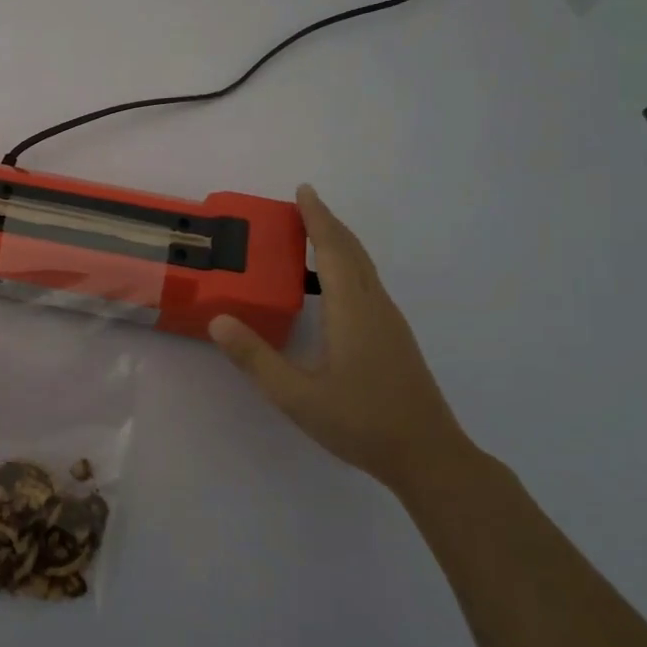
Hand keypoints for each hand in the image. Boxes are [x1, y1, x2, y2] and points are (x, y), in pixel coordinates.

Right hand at [209, 184, 472, 490]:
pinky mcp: (394, 338)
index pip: (332, 251)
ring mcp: (390, 323)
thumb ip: (255, 358)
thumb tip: (218, 319)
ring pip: (364, 269)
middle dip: (328, 224)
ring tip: (311, 238)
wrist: (429, 456)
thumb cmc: (361, 422)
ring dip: (339, 245)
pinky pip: (367, 286)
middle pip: (352, 252)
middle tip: (303, 204)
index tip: (303, 191)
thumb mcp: (296, 395)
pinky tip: (332, 287)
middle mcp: (375, 307)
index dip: (317, 219)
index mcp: (352, 311)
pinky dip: (347, 267)